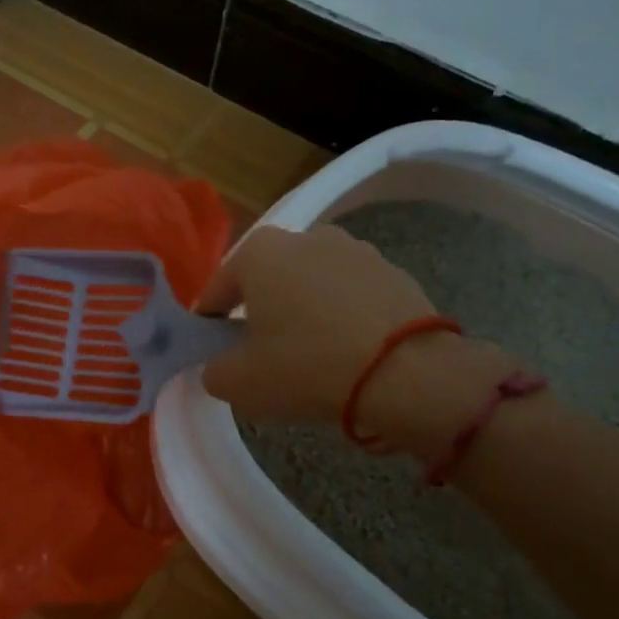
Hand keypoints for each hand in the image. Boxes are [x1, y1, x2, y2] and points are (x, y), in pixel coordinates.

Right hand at [197, 224, 517, 457]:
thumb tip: (222, 364)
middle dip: (262, 312)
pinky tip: (350, 351)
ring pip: (312, 285)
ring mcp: (355, 249)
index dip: (212, 323)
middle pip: (268, 280)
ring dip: (305, 311)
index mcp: (259, 252)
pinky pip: (352, 296)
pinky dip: (344, 316)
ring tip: (312, 355)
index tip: (216, 352)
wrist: (406, 374)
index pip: (219, 289)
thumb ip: (213, 369)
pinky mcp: (393, 272)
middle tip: (264, 355)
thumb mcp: (238, 382)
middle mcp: (306, 236)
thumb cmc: (306, 367)